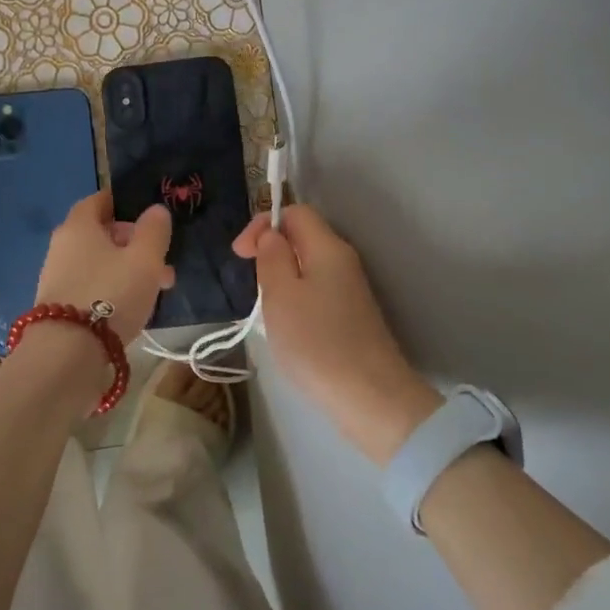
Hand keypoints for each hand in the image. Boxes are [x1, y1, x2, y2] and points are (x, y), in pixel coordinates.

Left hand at [35, 194, 174, 342]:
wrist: (67, 353)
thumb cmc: (110, 295)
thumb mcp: (144, 259)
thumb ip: (153, 230)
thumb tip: (155, 210)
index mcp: (78, 225)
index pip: (98, 201)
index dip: (123, 204)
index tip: (147, 215)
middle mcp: (62, 246)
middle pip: (101, 235)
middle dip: (133, 244)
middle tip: (162, 261)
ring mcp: (57, 278)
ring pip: (99, 264)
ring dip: (127, 270)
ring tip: (157, 289)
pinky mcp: (58, 307)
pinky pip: (92, 287)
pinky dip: (112, 290)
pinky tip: (133, 308)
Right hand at [234, 206, 440, 465]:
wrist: (368, 396)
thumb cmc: (315, 341)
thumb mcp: (280, 294)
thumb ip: (272, 256)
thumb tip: (271, 235)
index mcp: (328, 248)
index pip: (295, 212)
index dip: (263, 224)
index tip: (241, 255)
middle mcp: (343, 262)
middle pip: (302, 239)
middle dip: (270, 254)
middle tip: (251, 285)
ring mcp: (350, 291)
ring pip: (307, 268)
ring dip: (280, 281)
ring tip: (265, 310)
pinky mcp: (350, 318)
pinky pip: (315, 293)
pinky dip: (295, 301)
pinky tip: (286, 329)